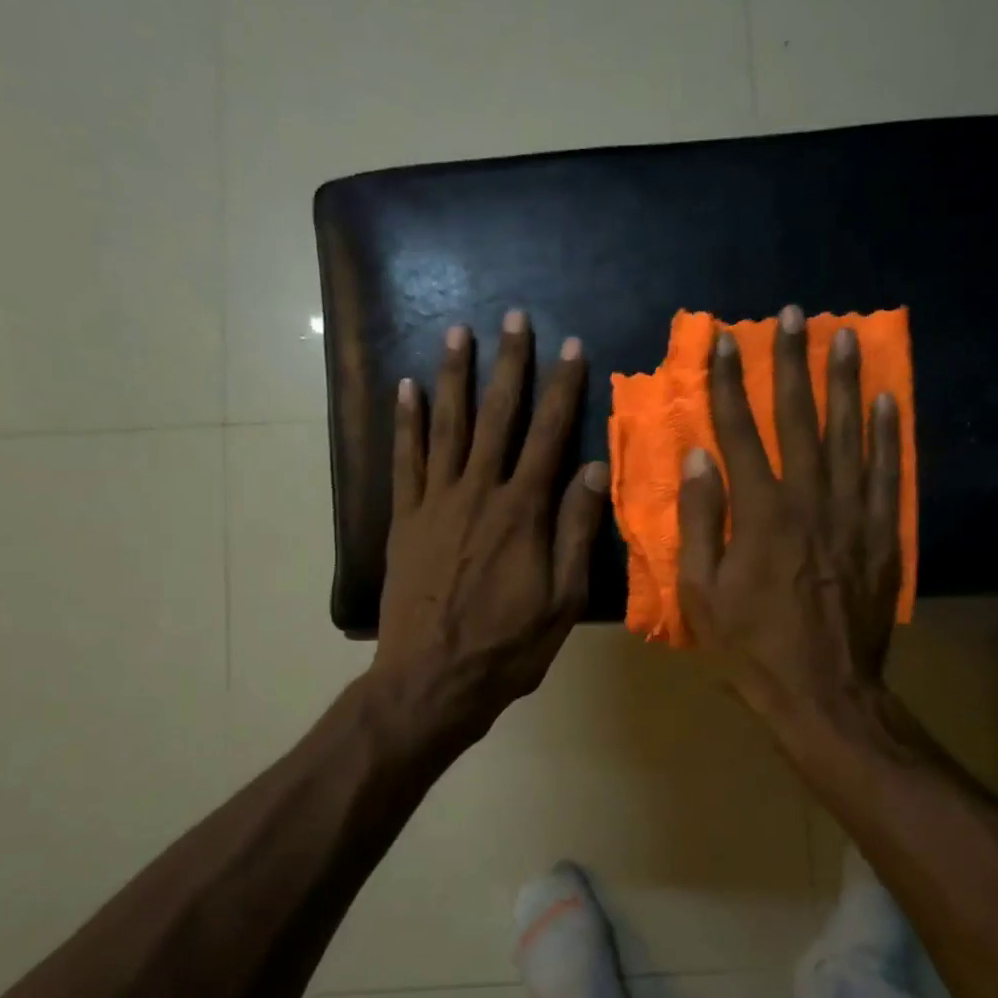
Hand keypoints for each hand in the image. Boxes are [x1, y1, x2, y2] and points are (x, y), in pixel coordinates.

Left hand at [374, 311, 607, 738]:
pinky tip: (406, 388)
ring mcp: (435, 503)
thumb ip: (576, 531)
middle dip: (507, 364)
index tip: (571, 347)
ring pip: (447, 426)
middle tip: (512, 317)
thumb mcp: (562, 599)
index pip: (549, 436)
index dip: (562, 389)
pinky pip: (405, 460)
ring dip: (454, 376)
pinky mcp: (405, 520)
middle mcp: (478, 493)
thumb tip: (593, 469)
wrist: (432, 680)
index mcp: (523, 512)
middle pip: (497, 417)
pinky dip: (405, 422)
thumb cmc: (507, 647)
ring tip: (458, 332)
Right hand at [677, 305, 902, 722]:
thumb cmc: (751, 646)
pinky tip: (885, 400)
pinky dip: (888, 434)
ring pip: (849, 434)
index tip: (724, 341)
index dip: (730, 383)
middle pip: (799, 419)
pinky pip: (889, 473)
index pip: (740, 432)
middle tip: (792, 315)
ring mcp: (852, 514)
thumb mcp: (702, 592)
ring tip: (842, 337)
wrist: (823, 690)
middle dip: (791, 363)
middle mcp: (809, 499)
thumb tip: (698, 457)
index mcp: (760, 512)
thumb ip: (702, 520)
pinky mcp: (883, 534)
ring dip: (843, 383)